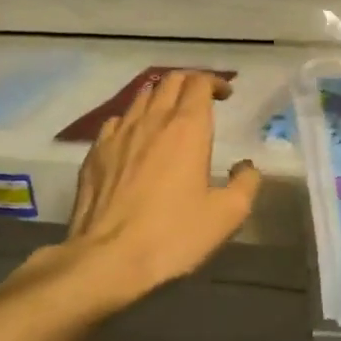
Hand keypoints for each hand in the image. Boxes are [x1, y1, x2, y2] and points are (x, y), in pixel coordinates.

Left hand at [54, 71, 260, 304]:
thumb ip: (246, 183)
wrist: (106, 259)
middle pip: (170, 81)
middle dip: (189, 83)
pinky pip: (117, 120)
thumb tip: (246, 167)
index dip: (214, 82)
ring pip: (141, 96)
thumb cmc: (173, 235)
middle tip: (202, 100)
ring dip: (161, 97)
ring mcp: (118, 134)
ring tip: (170, 115)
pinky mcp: (95, 153)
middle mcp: (152, 120)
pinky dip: (133, 119)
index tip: (226, 96)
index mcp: (188, 128)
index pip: (199, 83)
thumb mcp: (227, 215)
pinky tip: (136, 139)